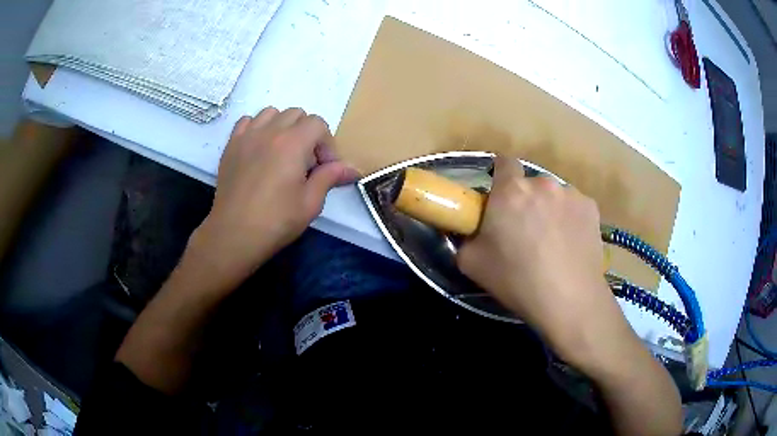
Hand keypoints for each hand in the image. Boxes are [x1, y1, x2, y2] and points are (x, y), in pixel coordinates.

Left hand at [186, 107, 358, 291]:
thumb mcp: (310, 203)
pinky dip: (258, 128)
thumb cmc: (276, 220)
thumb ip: (330, 177)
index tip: (324, 168)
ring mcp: (248, 136)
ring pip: (272, 113)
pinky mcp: (231, 145)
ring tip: (281, 152)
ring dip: (283, 126)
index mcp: (293, 143)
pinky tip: (259, 149)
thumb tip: (352, 169)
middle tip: (304, 162)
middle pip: (297, 114)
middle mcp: (270, 131)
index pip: (318, 123)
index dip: (326, 144)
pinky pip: (248, 121)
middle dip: (307, 133)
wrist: (234, 233)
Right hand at [457, 156, 638, 371]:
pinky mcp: (591, 207)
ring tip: (552, 243)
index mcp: (510, 191)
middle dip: (525, 201)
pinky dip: (570, 220)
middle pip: (529, 184)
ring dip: (549, 210)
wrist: (570, 299)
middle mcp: (542, 183)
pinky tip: (571, 245)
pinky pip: (574, 207)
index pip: (503, 161)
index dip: (499, 175)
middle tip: (524, 232)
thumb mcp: (472, 264)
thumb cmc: (517, 280)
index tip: (499, 198)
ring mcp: (570, 193)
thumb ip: (466, 238)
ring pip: (553, 196)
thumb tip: (472, 232)